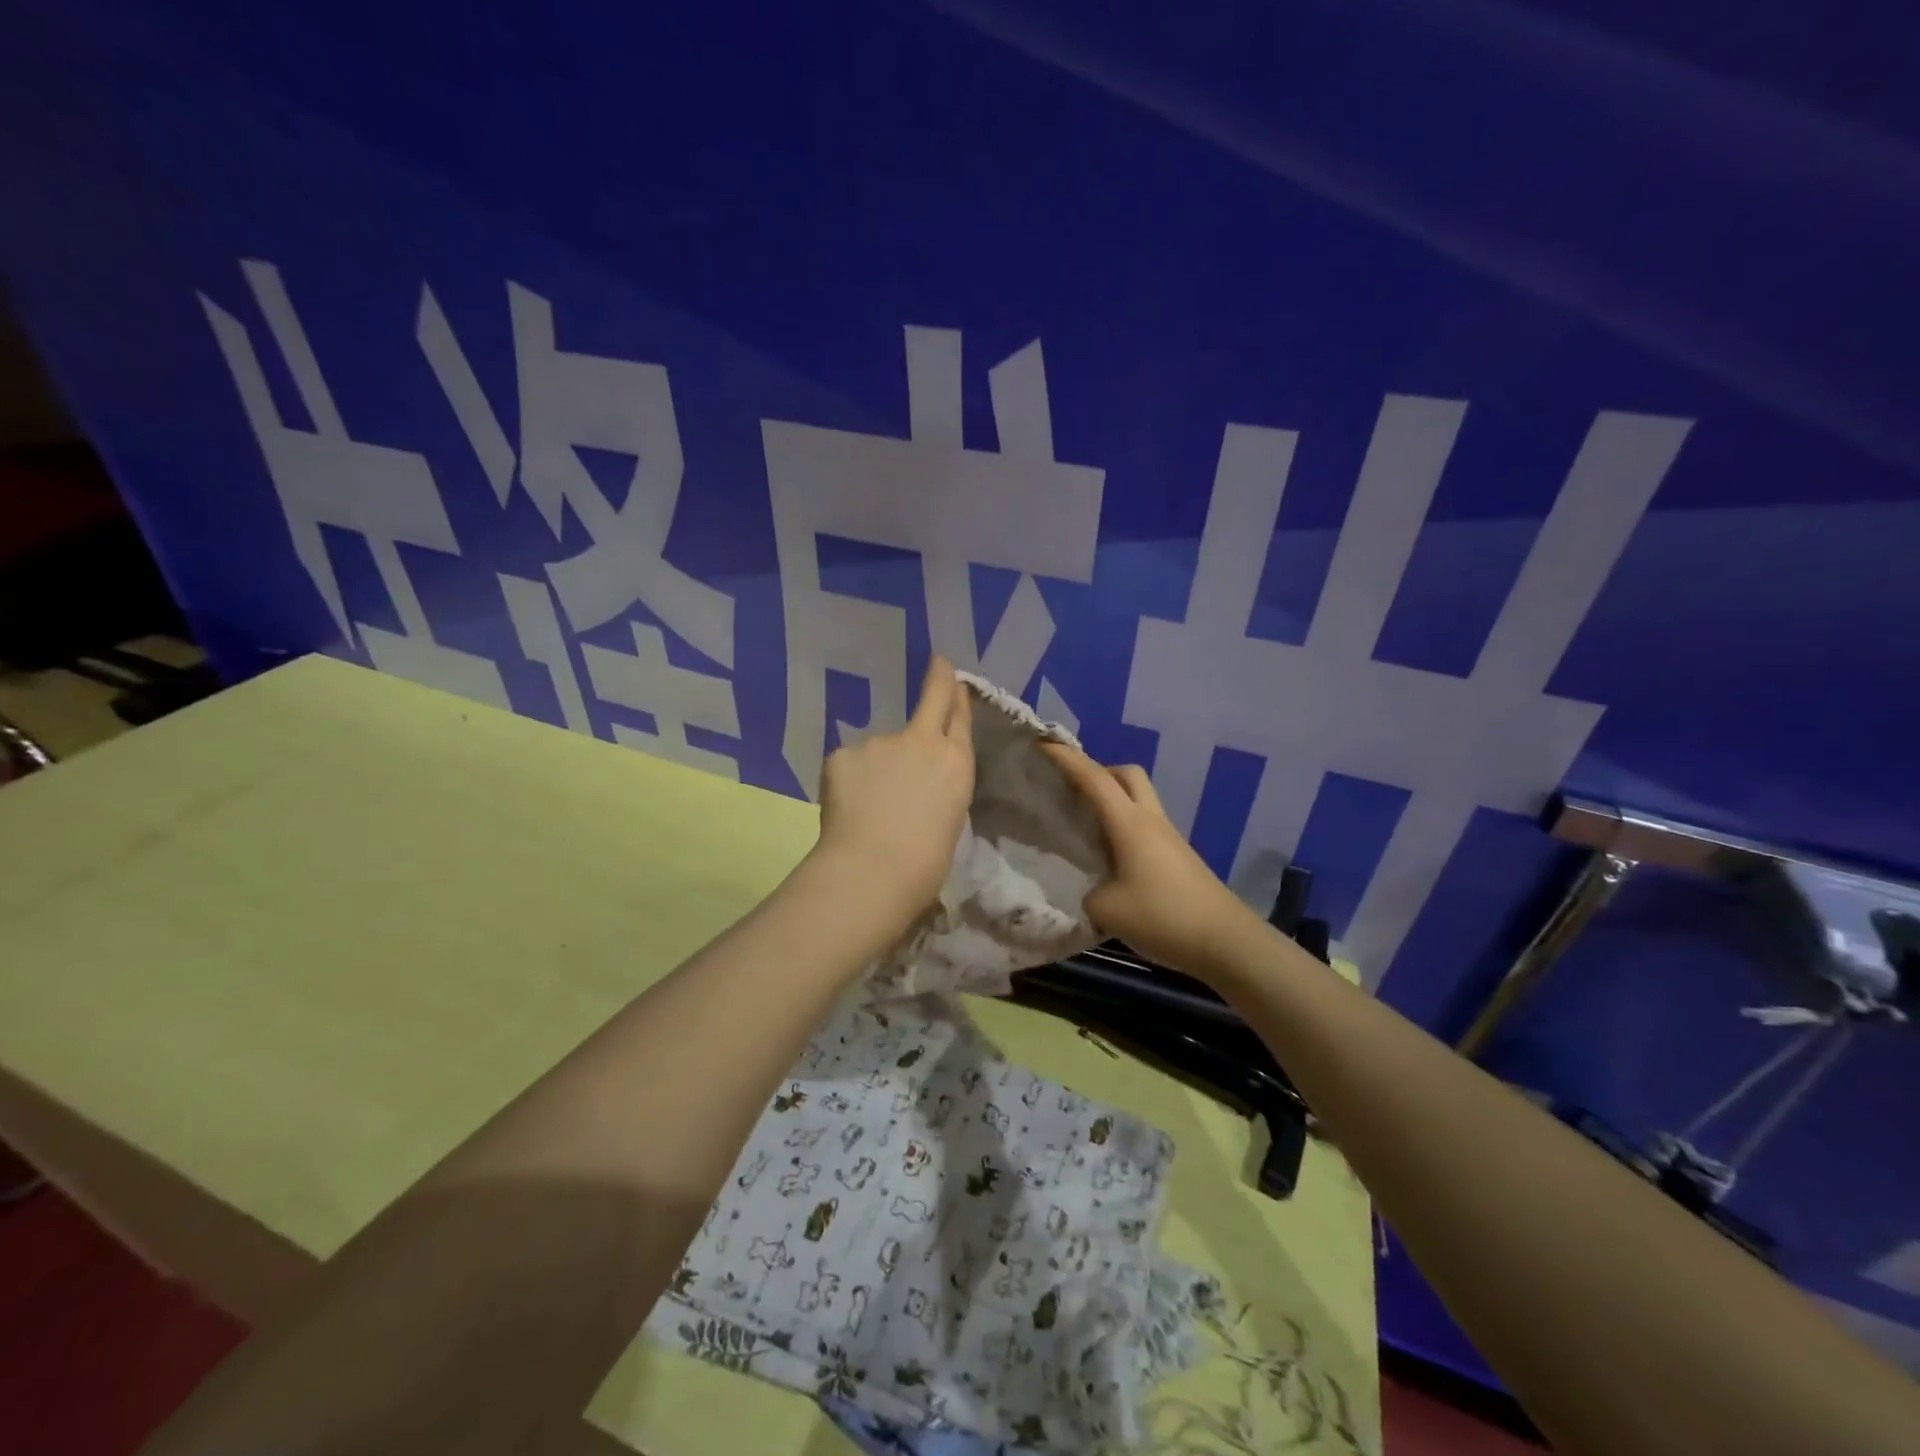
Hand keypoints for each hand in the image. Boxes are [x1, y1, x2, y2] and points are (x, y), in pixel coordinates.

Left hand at [815, 656, 974, 919]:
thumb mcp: (947, 817)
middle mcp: (921, 742)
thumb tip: (912, 782)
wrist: (874, 870)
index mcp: (956, 763)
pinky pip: (849, 766)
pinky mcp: (843, 753)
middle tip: (938, 665)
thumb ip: (933, 786)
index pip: (959, 718)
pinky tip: (846, 808)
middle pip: (931, 701)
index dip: (956, 695)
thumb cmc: (924, 863)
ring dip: (876, 769)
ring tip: (869, 809)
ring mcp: (880, 743)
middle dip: (936, 681)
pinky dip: (849, 783)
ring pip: (879, 750)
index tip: (951, 675)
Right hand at [1041, 742, 1265, 978]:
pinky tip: (1110, 856)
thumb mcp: (1106, 910)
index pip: (1093, 778)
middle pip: (1126, 774)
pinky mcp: (1178, 857)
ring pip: (1138, 799)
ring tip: (1084, 824)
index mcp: (1129, 823)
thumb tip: (1092, 889)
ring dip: (1112, 799)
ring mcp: (1168, 838)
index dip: (1066, 758)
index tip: (1042, 742)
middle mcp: (1150, 821)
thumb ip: (1088, 892)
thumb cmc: (1163, 917)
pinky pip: (1145, 825)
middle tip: (1070, 790)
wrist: (1226, 942)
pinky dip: (1123, 826)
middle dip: (1097, 771)